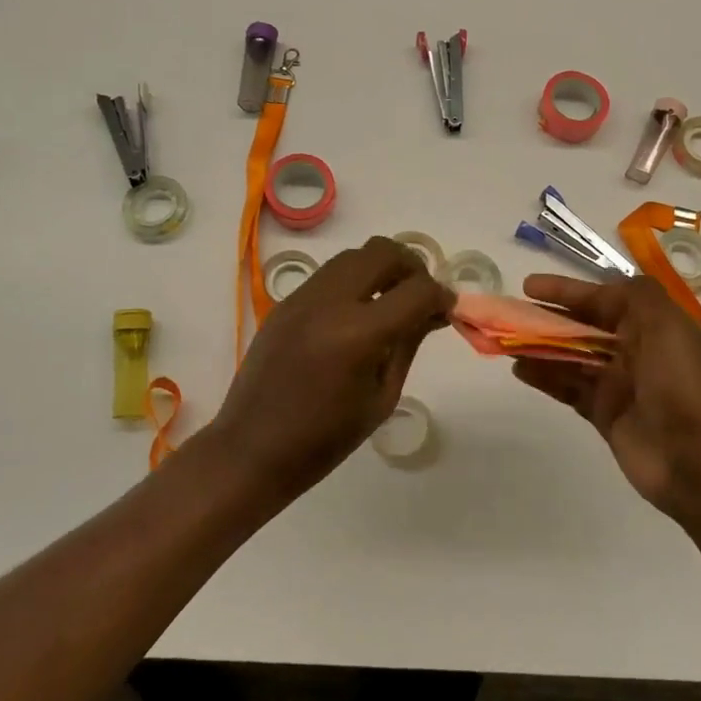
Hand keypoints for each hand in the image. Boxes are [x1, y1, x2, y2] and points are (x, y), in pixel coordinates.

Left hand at [201, 236, 454, 506]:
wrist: (252, 449)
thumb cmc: (325, 439)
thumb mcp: (381, 397)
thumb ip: (408, 344)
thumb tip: (433, 311)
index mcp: (358, 334)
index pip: (416, 289)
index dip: (441, 296)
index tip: (447, 310)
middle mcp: (329, 302)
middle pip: (383, 252)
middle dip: (412, 268)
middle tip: (420, 298)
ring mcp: (302, 297)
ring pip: (354, 255)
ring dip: (380, 269)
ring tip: (390, 302)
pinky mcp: (285, 302)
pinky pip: (329, 274)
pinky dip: (353, 281)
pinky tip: (356, 314)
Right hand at [512, 274, 700, 523]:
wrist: (700, 463)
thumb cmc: (683, 386)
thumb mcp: (668, 328)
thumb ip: (638, 296)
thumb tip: (610, 282)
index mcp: (656, 328)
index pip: (606, 299)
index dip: (568, 291)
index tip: (530, 287)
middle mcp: (637, 352)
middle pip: (584, 327)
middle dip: (549, 318)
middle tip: (510, 313)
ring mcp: (620, 385)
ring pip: (572, 357)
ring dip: (541, 347)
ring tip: (506, 340)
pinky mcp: (605, 414)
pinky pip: (569, 388)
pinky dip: (545, 377)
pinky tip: (519, 369)